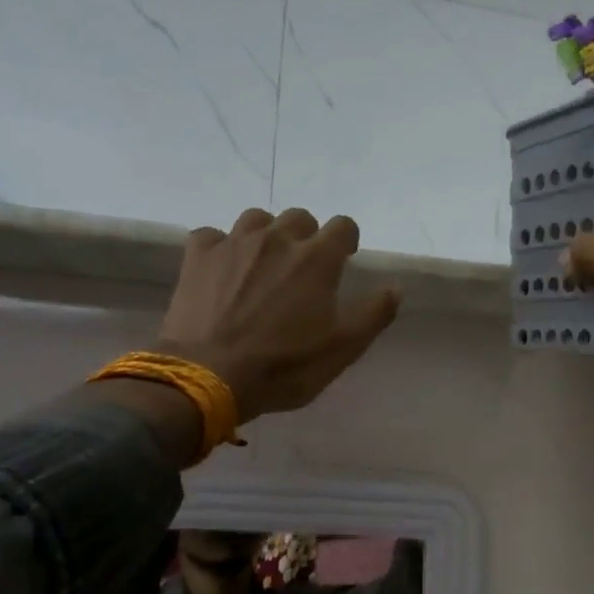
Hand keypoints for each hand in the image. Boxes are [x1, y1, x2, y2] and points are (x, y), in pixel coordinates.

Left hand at [156, 207, 401, 421]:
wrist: (209, 375)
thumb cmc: (284, 366)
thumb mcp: (342, 349)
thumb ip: (374, 314)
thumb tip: (396, 288)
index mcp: (317, 259)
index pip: (343, 226)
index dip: (347, 240)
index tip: (345, 258)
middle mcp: (277, 239)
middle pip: (299, 217)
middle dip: (307, 236)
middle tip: (303, 268)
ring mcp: (234, 243)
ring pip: (256, 220)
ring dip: (266, 235)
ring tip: (264, 264)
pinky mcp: (198, 256)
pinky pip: (214, 236)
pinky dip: (222, 247)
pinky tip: (223, 269)